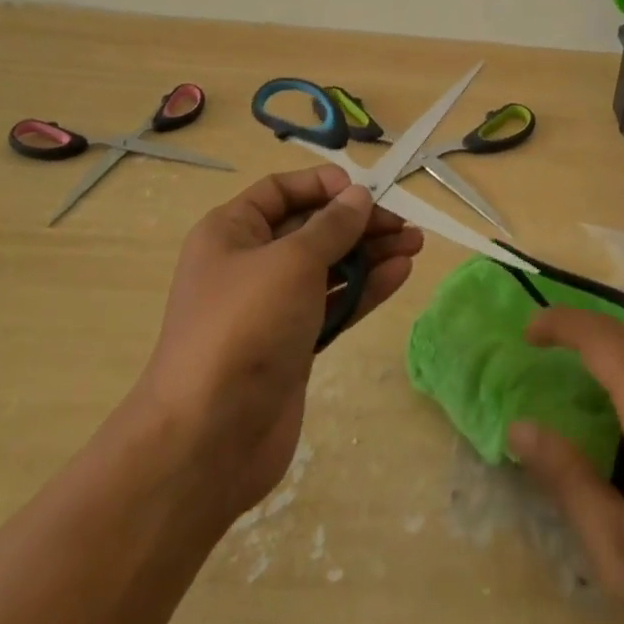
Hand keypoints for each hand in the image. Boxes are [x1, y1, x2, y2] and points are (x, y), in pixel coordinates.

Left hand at [131, 164, 423, 522]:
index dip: (322, 185)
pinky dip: (364, 289)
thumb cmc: (245, 325)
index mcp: (231, 231)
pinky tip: (399, 274)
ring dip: (369, 254)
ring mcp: (271, 306)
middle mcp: (249, 262)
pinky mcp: (292, 344)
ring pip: (327, 267)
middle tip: (404, 224)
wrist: (208, 438)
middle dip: (357, 222)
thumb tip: (358, 196)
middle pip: (310, 228)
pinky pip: (333, 303)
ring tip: (415, 244)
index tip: (364, 190)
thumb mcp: (292, 261)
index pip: (281, 191)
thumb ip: (332, 226)